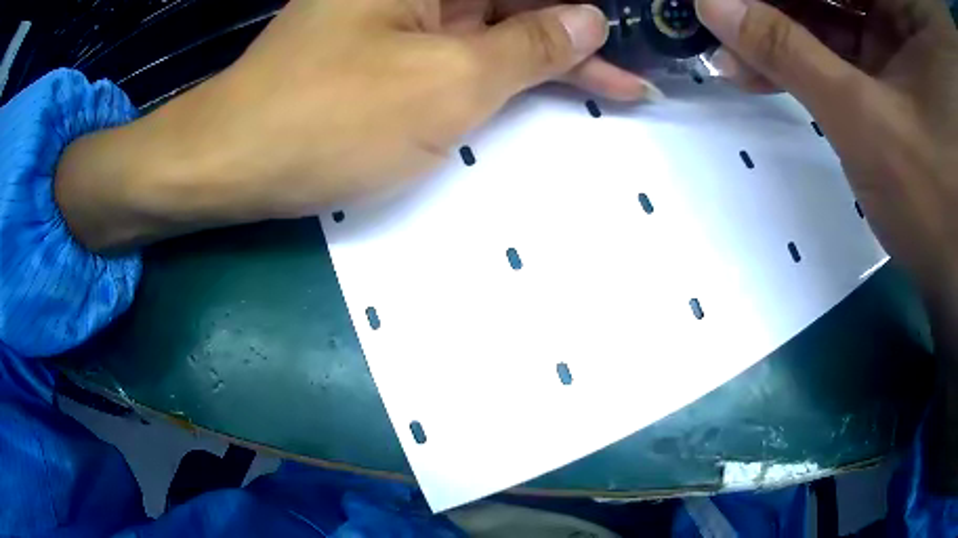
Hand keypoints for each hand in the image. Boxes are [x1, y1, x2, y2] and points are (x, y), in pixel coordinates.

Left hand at [56, 0, 659, 251]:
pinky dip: (504, 71)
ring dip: (548, 57)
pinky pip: (462, 50)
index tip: (631, 35)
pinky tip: (540, 88)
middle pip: (515, 1)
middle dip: (576, 36)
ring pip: (494, 26)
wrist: (233, 161)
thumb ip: (529, 45)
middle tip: (629, 77)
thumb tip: (589, 19)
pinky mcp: (387, 51)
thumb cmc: (330, 118)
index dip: (583, 10)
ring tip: (609, 86)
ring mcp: (401, 16)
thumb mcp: (448, 81)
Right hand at [696, 0, 957, 291]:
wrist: (956, 277)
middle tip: (725, 15)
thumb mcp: (865, 120)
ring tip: (730, 46)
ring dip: (780, 31)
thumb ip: (789, 54)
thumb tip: (711, 7)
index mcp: (898, 15)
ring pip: (828, 12)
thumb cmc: (936, 203)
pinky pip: (840, 46)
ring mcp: (896, 44)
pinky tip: (760, 68)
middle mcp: (896, 18)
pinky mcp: (892, 73)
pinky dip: (803, 56)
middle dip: (775, 3)